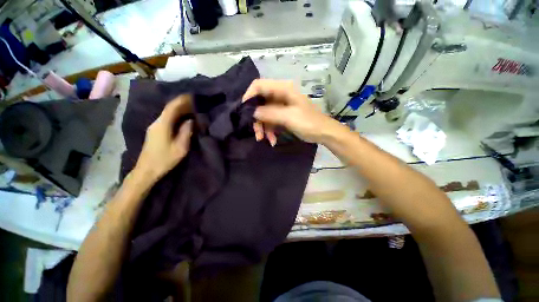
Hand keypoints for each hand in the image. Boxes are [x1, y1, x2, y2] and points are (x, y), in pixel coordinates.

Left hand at [134, 95, 193, 180]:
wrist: (146, 170)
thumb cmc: (165, 159)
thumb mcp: (180, 147)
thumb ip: (186, 132)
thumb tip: (190, 120)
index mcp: (162, 125)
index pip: (172, 108)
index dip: (181, 100)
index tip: (191, 95)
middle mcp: (156, 123)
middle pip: (169, 109)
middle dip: (181, 104)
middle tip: (194, 102)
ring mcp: (154, 127)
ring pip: (167, 114)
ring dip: (179, 110)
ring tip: (191, 109)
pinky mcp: (154, 131)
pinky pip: (166, 119)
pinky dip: (175, 116)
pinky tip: (182, 118)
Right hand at [242, 79, 342, 143]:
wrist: (322, 133)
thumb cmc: (309, 122)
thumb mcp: (289, 117)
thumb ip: (270, 113)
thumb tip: (252, 112)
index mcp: (283, 89)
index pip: (259, 85)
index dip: (249, 96)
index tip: (244, 112)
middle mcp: (280, 95)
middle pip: (259, 103)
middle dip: (257, 119)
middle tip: (257, 134)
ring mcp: (280, 106)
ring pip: (264, 114)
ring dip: (263, 128)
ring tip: (265, 140)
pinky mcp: (281, 116)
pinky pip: (270, 122)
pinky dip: (270, 131)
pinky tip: (272, 140)